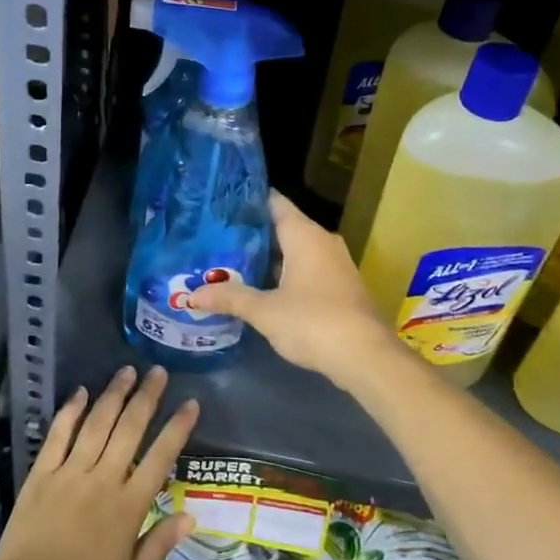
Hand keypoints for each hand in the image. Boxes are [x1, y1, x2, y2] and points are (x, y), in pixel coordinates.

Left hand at [0, 366, 199, 559]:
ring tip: (127, 371)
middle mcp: (102, 481)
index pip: (160, 458)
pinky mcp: (41, 475)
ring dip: (113, 395)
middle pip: (129, 430)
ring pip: (96, 424)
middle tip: (158, 372)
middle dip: (147, 398)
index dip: (178, 428)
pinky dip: (71, 411)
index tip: (191, 403)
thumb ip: (159, 545)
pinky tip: (81, 392)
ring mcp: (69, 474)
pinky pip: (58, 435)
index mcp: (128, 508)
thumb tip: (191, 516)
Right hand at [189, 191, 395, 385]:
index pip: (273, 202)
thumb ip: (230, 298)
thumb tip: (192, 295)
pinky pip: (306, 268)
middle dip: (251, 233)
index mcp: (304, 234)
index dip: (247, 201)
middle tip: (216, 236)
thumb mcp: (264, 311)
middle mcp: (322, 241)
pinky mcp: (340, 286)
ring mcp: (334, 264)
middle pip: (282, 226)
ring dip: (267, 257)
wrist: (366, 358)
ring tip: (231, 260)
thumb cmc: (313, 322)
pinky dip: (283, 273)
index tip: (219, 204)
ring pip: (294, 250)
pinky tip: (260, 287)